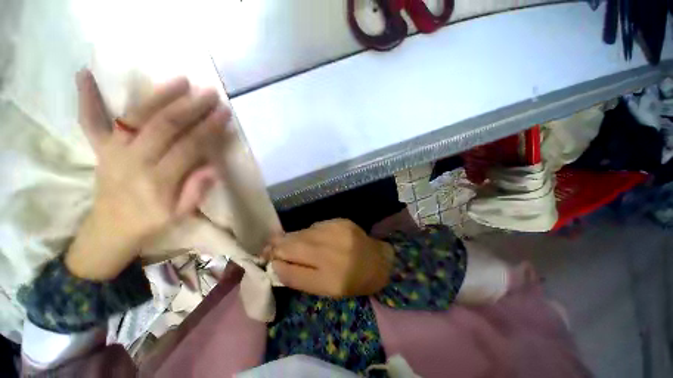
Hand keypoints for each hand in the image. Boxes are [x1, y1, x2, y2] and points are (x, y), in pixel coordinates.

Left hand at [65, 70, 229, 279]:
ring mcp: (111, 152)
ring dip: (159, 96)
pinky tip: (84, 74)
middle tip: (209, 93)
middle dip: (190, 107)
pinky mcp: (99, 149)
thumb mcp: (180, 215)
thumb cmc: (150, 222)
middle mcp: (133, 161)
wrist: (110, 230)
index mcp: (157, 181)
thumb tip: (214, 167)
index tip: (224, 113)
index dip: (208, 128)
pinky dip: (86, 98)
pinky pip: (90, 122)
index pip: (188, 147)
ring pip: (136, 117)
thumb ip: (196, 191)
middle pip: (164, 127)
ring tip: (180, 80)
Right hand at [268, 219, 394, 297]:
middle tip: (266, 248)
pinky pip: (314, 227)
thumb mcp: (327, 290)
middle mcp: (332, 255)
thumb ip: (301, 278)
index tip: (265, 261)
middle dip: (276, 247)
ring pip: (301, 234)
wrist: (378, 259)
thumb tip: (278, 265)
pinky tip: (308, 238)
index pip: (291, 272)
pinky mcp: (340, 221)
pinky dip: (307, 233)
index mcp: (330, 281)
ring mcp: (336, 233)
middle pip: (293, 247)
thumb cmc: (353, 280)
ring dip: (289, 238)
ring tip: (281, 242)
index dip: (275, 265)